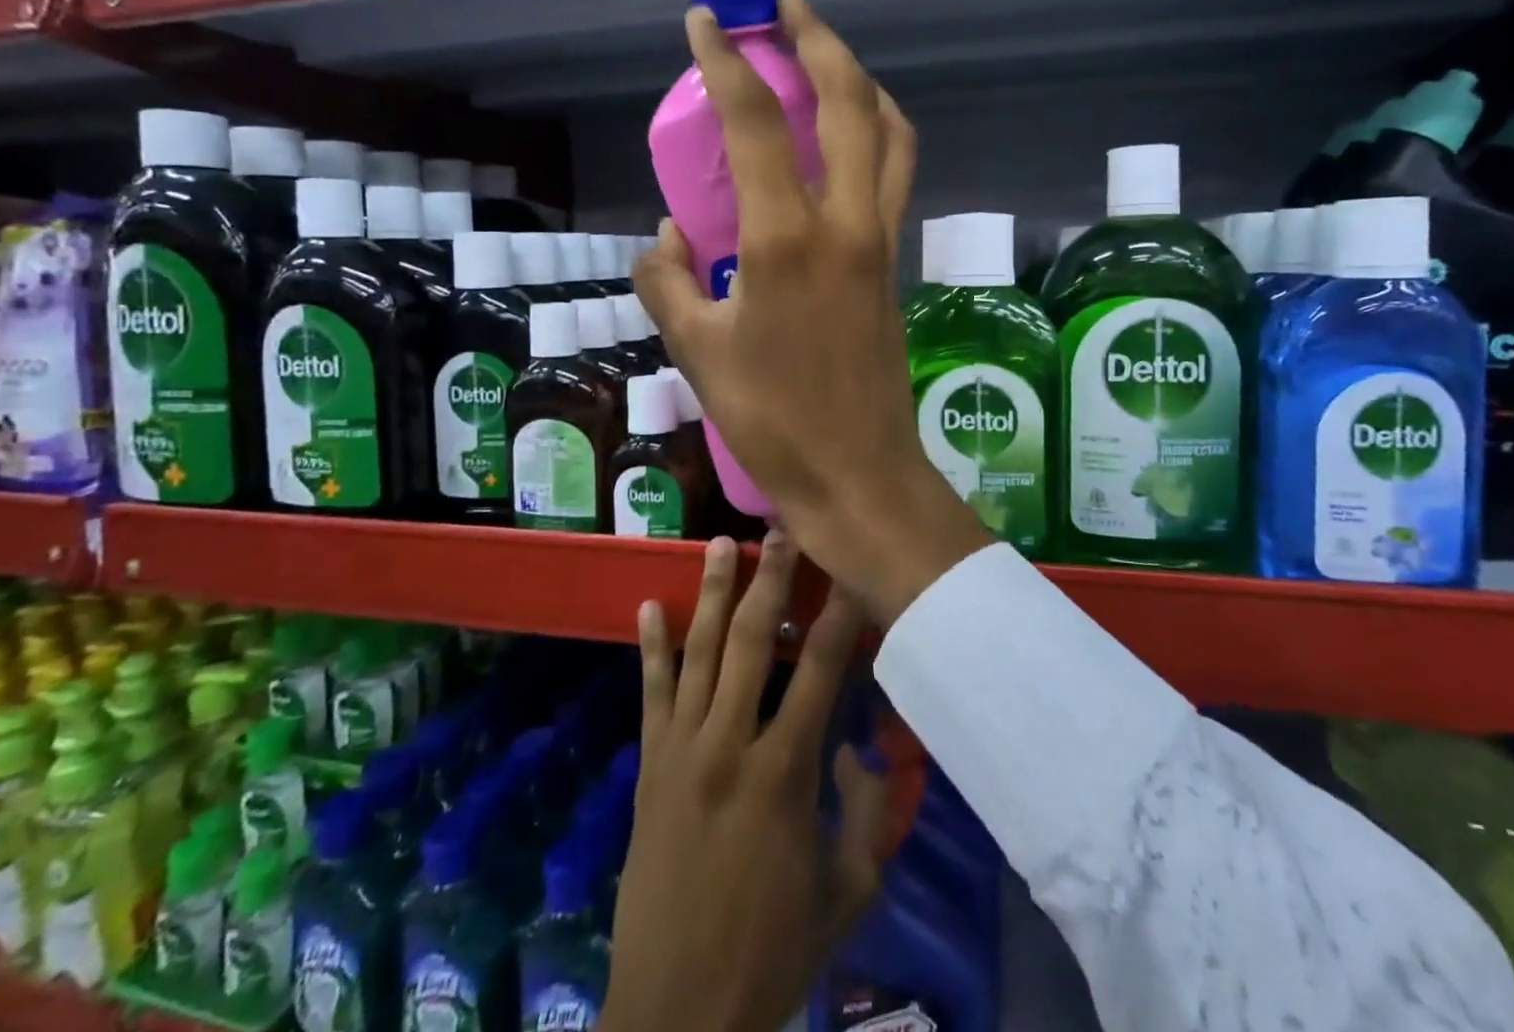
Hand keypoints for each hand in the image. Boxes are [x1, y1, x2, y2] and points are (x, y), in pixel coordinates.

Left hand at [602, 534, 894, 1031]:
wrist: (676, 1011)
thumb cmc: (772, 951)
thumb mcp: (848, 892)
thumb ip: (866, 811)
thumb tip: (857, 744)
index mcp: (783, 773)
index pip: (818, 671)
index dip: (839, 616)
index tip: (850, 572)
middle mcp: (728, 744)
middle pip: (749, 641)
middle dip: (769, 579)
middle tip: (780, 530)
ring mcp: (681, 749)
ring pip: (697, 652)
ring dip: (709, 593)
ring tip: (720, 544)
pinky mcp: (649, 765)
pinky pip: (650, 693)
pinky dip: (650, 647)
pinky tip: (648, 606)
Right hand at [636, 0, 993, 624]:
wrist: (859, 473)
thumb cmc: (772, 420)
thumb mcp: (696, 351)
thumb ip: (667, 281)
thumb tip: (669, 235)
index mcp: (786, 239)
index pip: (756, 122)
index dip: (727, 60)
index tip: (706, 19)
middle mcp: (845, 222)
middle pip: (848, 102)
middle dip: (818, 39)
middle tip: (788, 6)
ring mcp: (880, 240)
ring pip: (889, 133)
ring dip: (860, 81)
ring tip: (827, 56)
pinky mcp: (894, 264)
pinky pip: (893, 174)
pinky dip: (875, 132)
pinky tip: (846, 137)